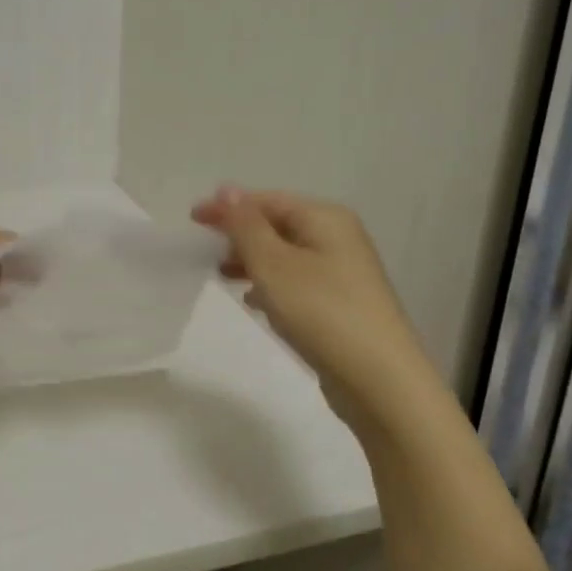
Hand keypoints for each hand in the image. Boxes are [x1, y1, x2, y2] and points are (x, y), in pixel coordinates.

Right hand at [192, 187, 427, 415]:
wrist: (379, 380)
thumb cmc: (321, 312)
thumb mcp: (273, 264)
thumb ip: (245, 225)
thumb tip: (227, 190)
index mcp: (325, 218)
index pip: (267, 200)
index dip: (228, 207)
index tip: (192, 219)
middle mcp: (338, 238)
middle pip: (278, 225)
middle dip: (241, 235)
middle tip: (207, 252)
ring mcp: (343, 272)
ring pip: (286, 255)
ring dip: (253, 261)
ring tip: (224, 277)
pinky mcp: (342, 304)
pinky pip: (297, 281)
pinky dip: (272, 285)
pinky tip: (256, 303)